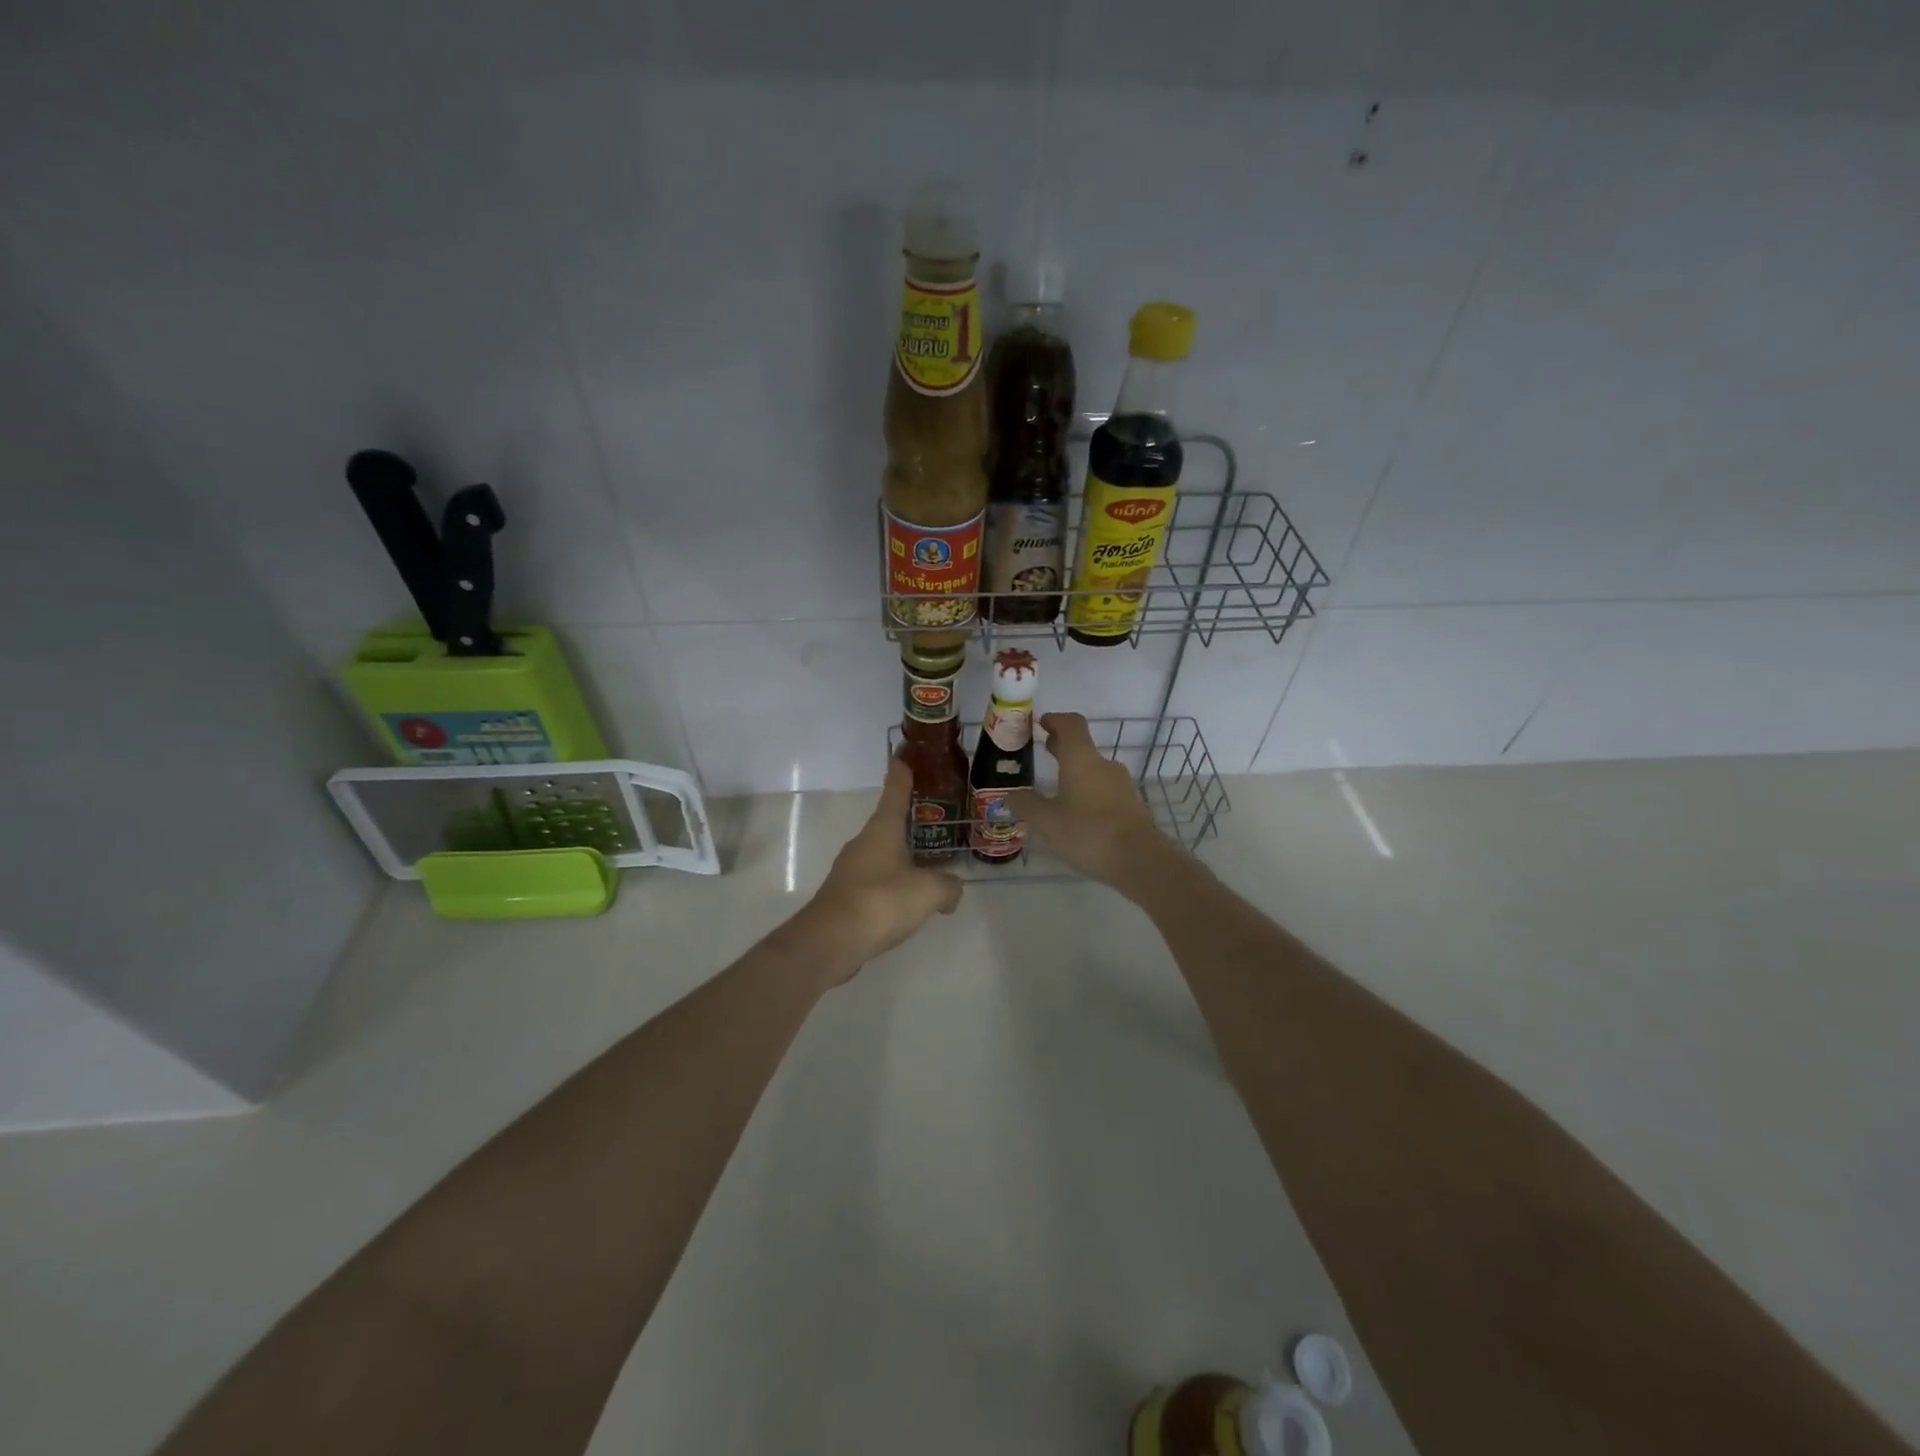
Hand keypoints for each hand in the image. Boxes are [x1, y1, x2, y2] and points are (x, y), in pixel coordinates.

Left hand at [788, 757, 963, 983]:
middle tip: (936, 823)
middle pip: (889, 825)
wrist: (830, 941)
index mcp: (882, 830)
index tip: (903, 757)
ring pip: (884, 856)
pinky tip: (909, 903)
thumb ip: (948, 887)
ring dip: (904, 858)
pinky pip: (877, 882)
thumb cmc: (880, 902)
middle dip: (911, 823)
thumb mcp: (928, 892)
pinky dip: (894, 886)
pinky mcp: (846, 896)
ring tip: (931, 868)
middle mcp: (864, 844)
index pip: (894, 793)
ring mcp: (851, 870)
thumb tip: (952, 890)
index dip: (902, 775)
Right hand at [1010, 713, 1182, 891]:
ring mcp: (1121, 785)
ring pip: (1094, 770)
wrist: (1139, 859)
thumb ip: (1027, 805)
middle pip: (1082, 746)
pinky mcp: (1131, 805)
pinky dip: (1088, 791)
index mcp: (1081, 759)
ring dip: (1076, 772)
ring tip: (1057, 788)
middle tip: (1045, 750)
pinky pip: (1104, 790)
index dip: (1055, 720)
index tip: (1041, 723)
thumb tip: (1011, 795)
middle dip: (1062, 746)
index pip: (1071, 724)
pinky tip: (1077, 813)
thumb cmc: (1088, 832)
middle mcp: (1104, 765)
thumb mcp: (1047, 822)